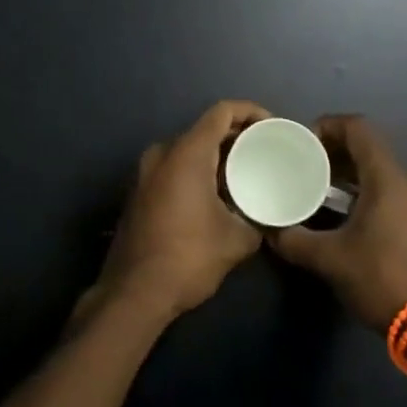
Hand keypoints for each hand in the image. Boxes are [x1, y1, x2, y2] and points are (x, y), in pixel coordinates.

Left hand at [95, 100, 270, 324]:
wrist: (133, 294)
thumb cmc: (188, 258)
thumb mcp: (237, 239)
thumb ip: (257, 218)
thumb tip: (267, 215)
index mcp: (186, 153)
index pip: (222, 112)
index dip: (251, 112)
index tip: (273, 128)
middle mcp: (162, 153)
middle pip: (205, 129)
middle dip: (237, 137)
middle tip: (265, 153)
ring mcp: (145, 172)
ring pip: (188, 150)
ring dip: (217, 157)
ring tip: (246, 174)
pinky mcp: (139, 192)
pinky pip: (174, 167)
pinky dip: (198, 171)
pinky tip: (218, 195)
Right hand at [271, 115, 406, 330]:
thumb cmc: (379, 278)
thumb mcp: (329, 259)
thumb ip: (294, 239)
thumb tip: (269, 230)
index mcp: (386, 179)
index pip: (358, 128)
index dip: (329, 126)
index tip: (302, 142)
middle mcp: (404, 182)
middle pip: (368, 146)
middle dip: (333, 148)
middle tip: (303, 162)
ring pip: (376, 169)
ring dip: (345, 170)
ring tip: (314, 184)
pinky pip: (384, 189)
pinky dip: (359, 188)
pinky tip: (337, 210)